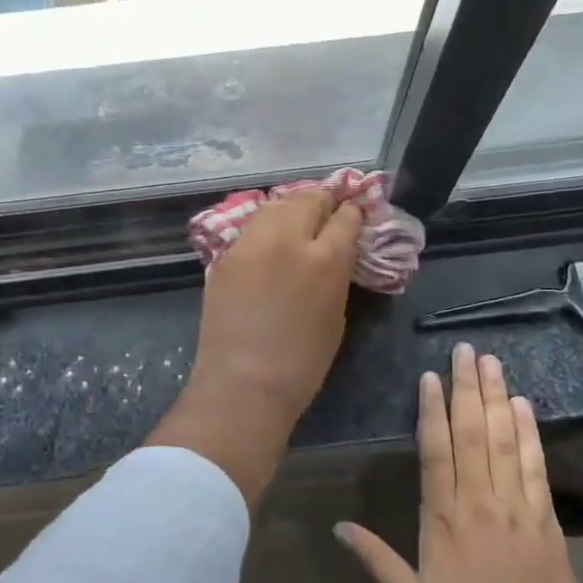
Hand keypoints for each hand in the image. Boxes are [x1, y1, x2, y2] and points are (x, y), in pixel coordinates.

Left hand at [148, 190, 362, 506]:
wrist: (242, 383)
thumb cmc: (301, 363)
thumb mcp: (336, 315)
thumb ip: (337, 274)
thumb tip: (337, 252)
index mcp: (325, 258)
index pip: (345, 217)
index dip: (353, 212)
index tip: (355, 213)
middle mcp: (288, 239)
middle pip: (309, 199)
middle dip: (324, 200)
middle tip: (330, 208)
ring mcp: (252, 243)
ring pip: (277, 204)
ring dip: (293, 205)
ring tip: (300, 215)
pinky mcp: (227, 253)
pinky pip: (253, 226)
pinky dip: (267, 224)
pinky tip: (272, 236)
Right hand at [336, 344, 582, 582]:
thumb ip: (377, 558)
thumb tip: (338, 527)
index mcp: (444, 517)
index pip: (436, 450)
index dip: (432, 410)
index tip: (431, 376)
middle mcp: (479, 500)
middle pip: (472, 433)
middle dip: (467, 388)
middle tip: (466, 350)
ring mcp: (515, 505)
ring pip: (504, 440)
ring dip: (496, 398)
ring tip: (491, 363)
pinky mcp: (545, 516)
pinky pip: (535, 465)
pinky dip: (529, 432)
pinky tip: (524, 405)